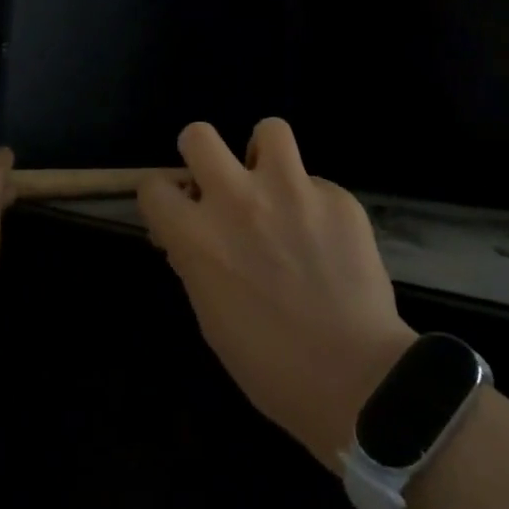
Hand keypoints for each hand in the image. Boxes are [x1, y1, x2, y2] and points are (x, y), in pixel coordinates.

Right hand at [137, 119, 415, 467]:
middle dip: (202, 154)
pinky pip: (317, 180)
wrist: (355, 378)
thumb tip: (195, 234)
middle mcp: (237, 199)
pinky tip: (326, 237)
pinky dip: (314, 201)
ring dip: (266, 155)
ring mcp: (292, 191)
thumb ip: (197, 261)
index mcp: (197, 236)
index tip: (180, 212)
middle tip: (222, 183)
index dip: (164, 199)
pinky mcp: (337, 197)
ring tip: (278, 187)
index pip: (154, 187)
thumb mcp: (210, 316)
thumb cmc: (269, 365)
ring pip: (268, 129)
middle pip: (199, 135)